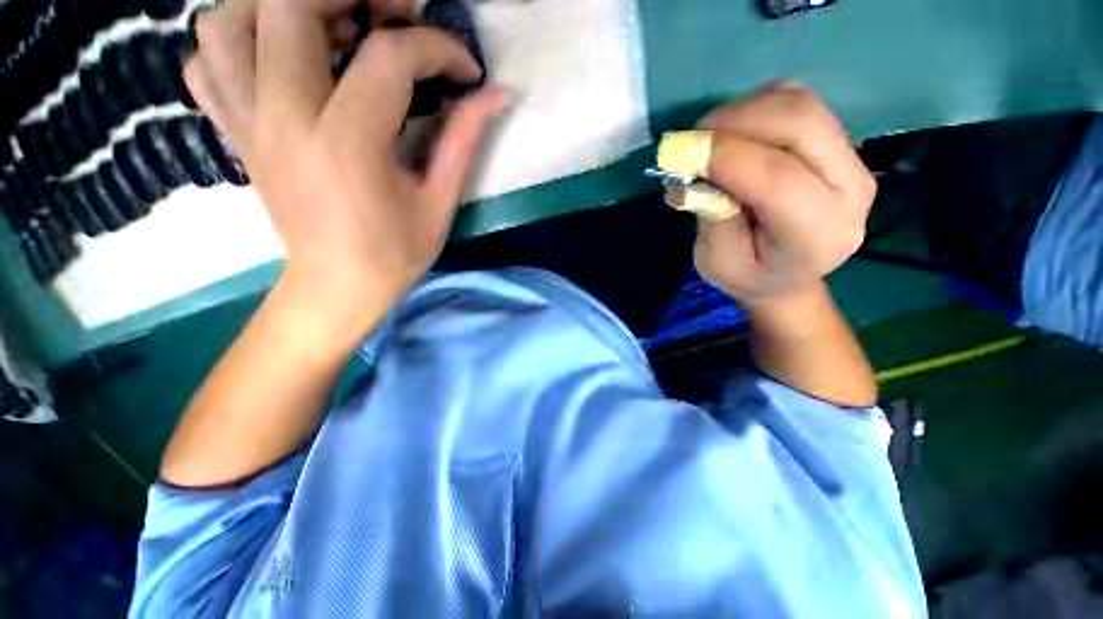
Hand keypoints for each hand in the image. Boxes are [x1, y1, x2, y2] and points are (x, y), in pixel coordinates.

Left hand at [185, 0, 508, 331]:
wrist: (336, 287)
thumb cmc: (395, 254)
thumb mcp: (439, 203)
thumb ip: (463, 142)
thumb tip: (495, 97)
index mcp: (347, 145)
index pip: (389, 58)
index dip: (437, 50)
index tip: (465, 71)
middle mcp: (283, 118)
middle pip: (288, 3)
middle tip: (391, 16)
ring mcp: (247, 121)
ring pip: (228, 19)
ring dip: (280, 6)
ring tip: (329, 26)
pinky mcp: (233, 131)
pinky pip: (206, 60)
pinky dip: (236, 39)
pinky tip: (277, 58)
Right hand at [688, 82, 875, 313]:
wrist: (787, 274)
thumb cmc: (749, 274)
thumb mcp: (718, 263)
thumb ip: (711, 219)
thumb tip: (689, 176)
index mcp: (819, 232)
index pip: (778, 178)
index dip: (725, 157)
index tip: (680, 154)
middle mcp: (850, 187)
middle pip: (799, 123)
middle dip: (735, 121)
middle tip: (691, 141)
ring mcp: (850, 157)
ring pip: (798, 104)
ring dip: (743, 111)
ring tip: (709, 141)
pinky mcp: (837, 139)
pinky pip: (797, 101)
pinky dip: (757, 107)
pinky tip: (735, 134)